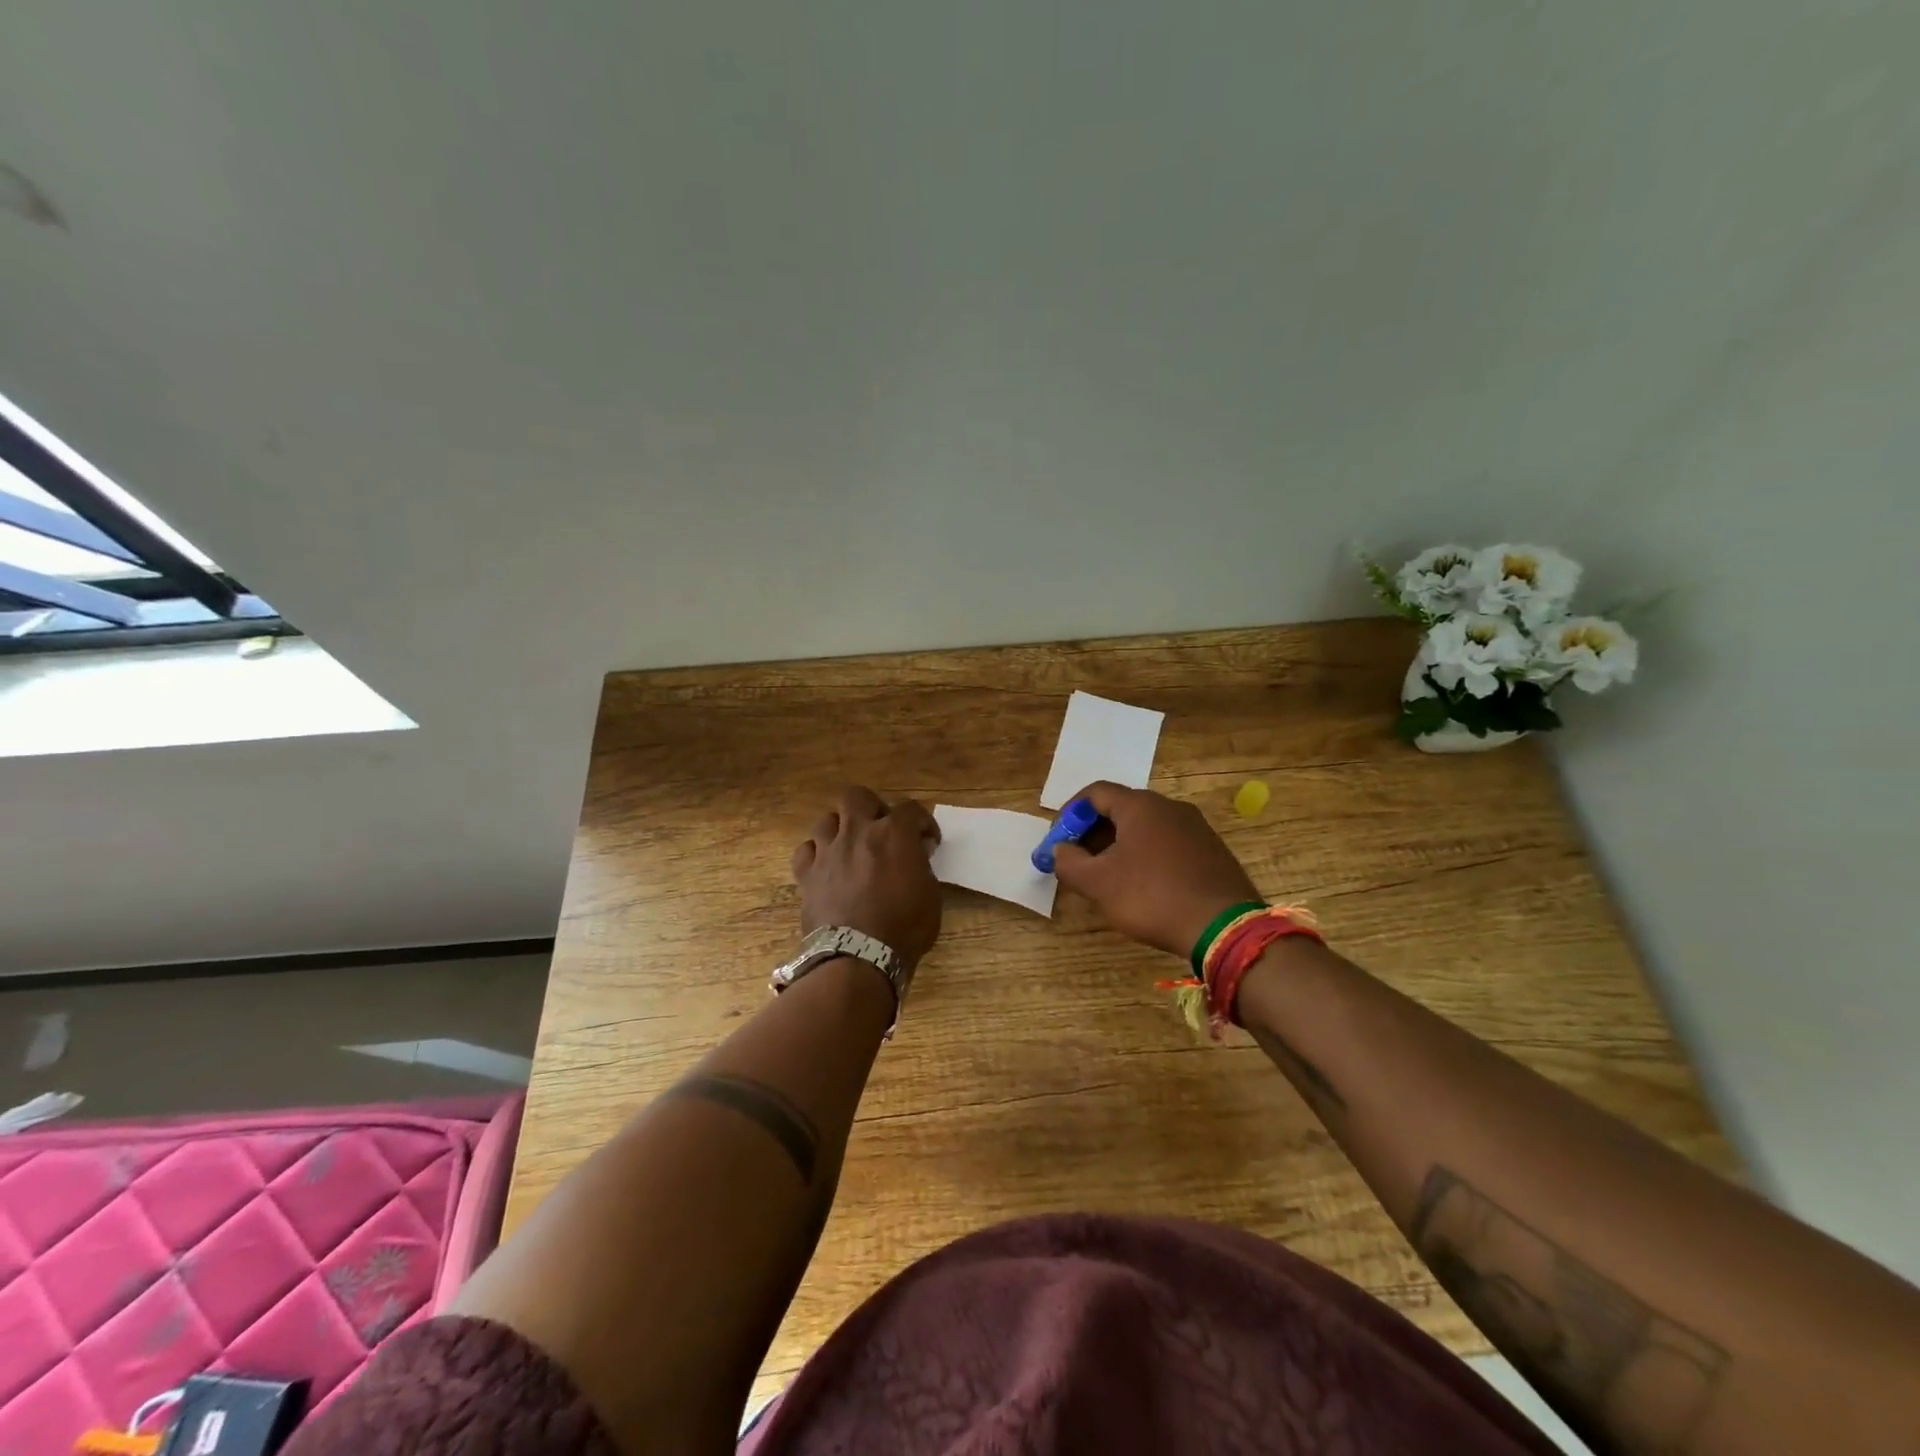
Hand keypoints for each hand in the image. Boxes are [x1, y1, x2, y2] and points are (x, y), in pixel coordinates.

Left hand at [791, 786, 943, 966]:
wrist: (859, 958)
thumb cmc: (905, 928)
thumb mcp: (931, 896)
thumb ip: (922, 867)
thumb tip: (916, 856)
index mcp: (894, 834)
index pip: (911, 809)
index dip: (923, 823)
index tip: (928, 841)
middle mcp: (858, 832)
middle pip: (857, 797)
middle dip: (872, 808)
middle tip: (882, 829)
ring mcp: (828, 851)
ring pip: (827, 820)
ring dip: (842, 829)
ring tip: (852, 848)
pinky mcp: (807, 874)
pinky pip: (807, 850)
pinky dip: (817, 854)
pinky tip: (826, 867)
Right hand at [1051, 782, 1261, 957]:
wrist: (1224, 927)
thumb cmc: (1152, 897)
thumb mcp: (1098, 884)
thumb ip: (1068, 863)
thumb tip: (1059, 850)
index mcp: (1140, 806)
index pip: (1095, 793)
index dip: (1070, 814)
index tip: (1058, 841)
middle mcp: (1170, 807)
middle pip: (1121, 808)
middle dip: (1093, 832)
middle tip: (1078, 860)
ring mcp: (1196, 828)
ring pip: (1145, 827)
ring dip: (1119, 845)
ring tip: (1106, 876)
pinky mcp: (1211, 851)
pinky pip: (1167, 844)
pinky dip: (1145, 856)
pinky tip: (1142, 885)